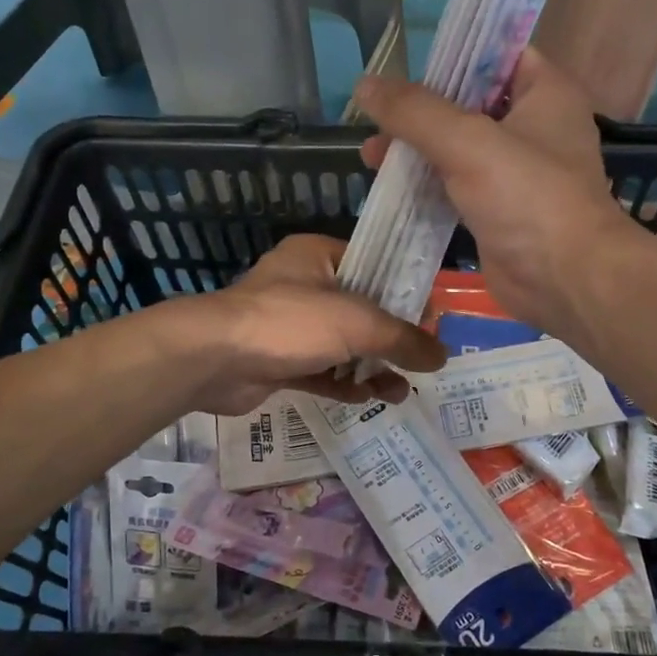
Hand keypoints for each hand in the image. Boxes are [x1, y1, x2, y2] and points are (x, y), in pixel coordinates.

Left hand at [174, 234, 446, 415]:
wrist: (214, 359)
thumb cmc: (290, 322)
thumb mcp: (357, 323)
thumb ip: (403, 338)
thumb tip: (442, 356)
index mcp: (320, 256)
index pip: (375, 266)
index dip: (407, 293)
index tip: (432, 321)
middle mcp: (305, 285)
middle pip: (361, 310)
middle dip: (392, 338)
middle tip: (422, 362)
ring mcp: (290, 325)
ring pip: (343, 345)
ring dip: (371, 367)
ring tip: (400, 393)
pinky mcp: (279, 360)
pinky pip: (322, 370)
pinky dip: (344, 384)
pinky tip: (369, 399)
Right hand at [354, 47, 639, 338]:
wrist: (565, 280)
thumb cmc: (528, 197)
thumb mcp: (468, 142)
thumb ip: (414, 112)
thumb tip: (365, 85)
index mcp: (545, 93)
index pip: (497, 53)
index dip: (452, 53)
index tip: (405, 62)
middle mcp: (533, 127)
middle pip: (468, 102)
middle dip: (420, 111)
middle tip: (376, 118)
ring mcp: (516, 172)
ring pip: (457, 148)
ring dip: (416, 150)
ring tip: (370, 157)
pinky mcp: (498, 210)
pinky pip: (455, 186)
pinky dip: (426, 185)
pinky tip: (389, 189)